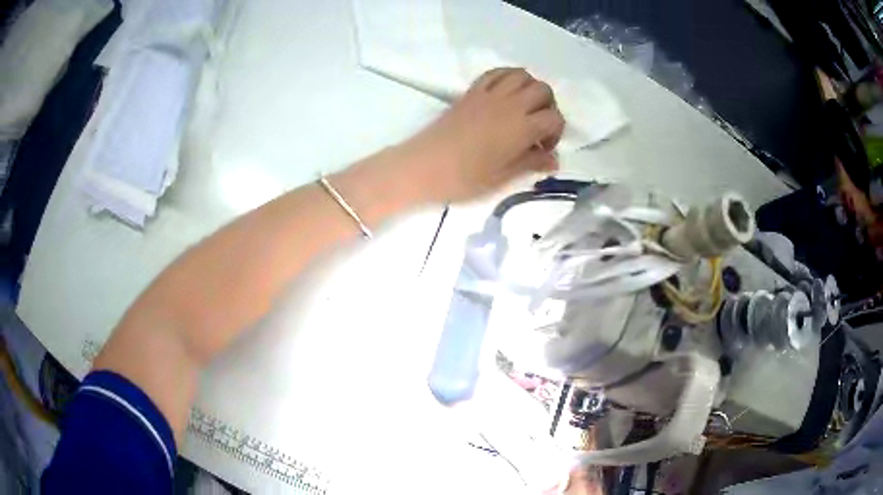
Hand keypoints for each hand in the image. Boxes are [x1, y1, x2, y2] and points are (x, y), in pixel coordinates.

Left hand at [398, 68, 564, 202]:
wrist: (422, 166)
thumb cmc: (464, 179)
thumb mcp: (502, 178)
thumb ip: (530, 164)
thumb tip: (553, 161)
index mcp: (521, 127)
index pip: (554, 118)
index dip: (556, 133)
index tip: (543, 149)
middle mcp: (510, 104)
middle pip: (543, 90)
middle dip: (548, 107)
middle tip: (538, 126)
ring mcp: (489, 94)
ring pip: (522, 75)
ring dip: (530, 88)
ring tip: (524, 108)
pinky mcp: (471, 91)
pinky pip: (496, 73)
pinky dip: (508, 78)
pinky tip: (505, 95)